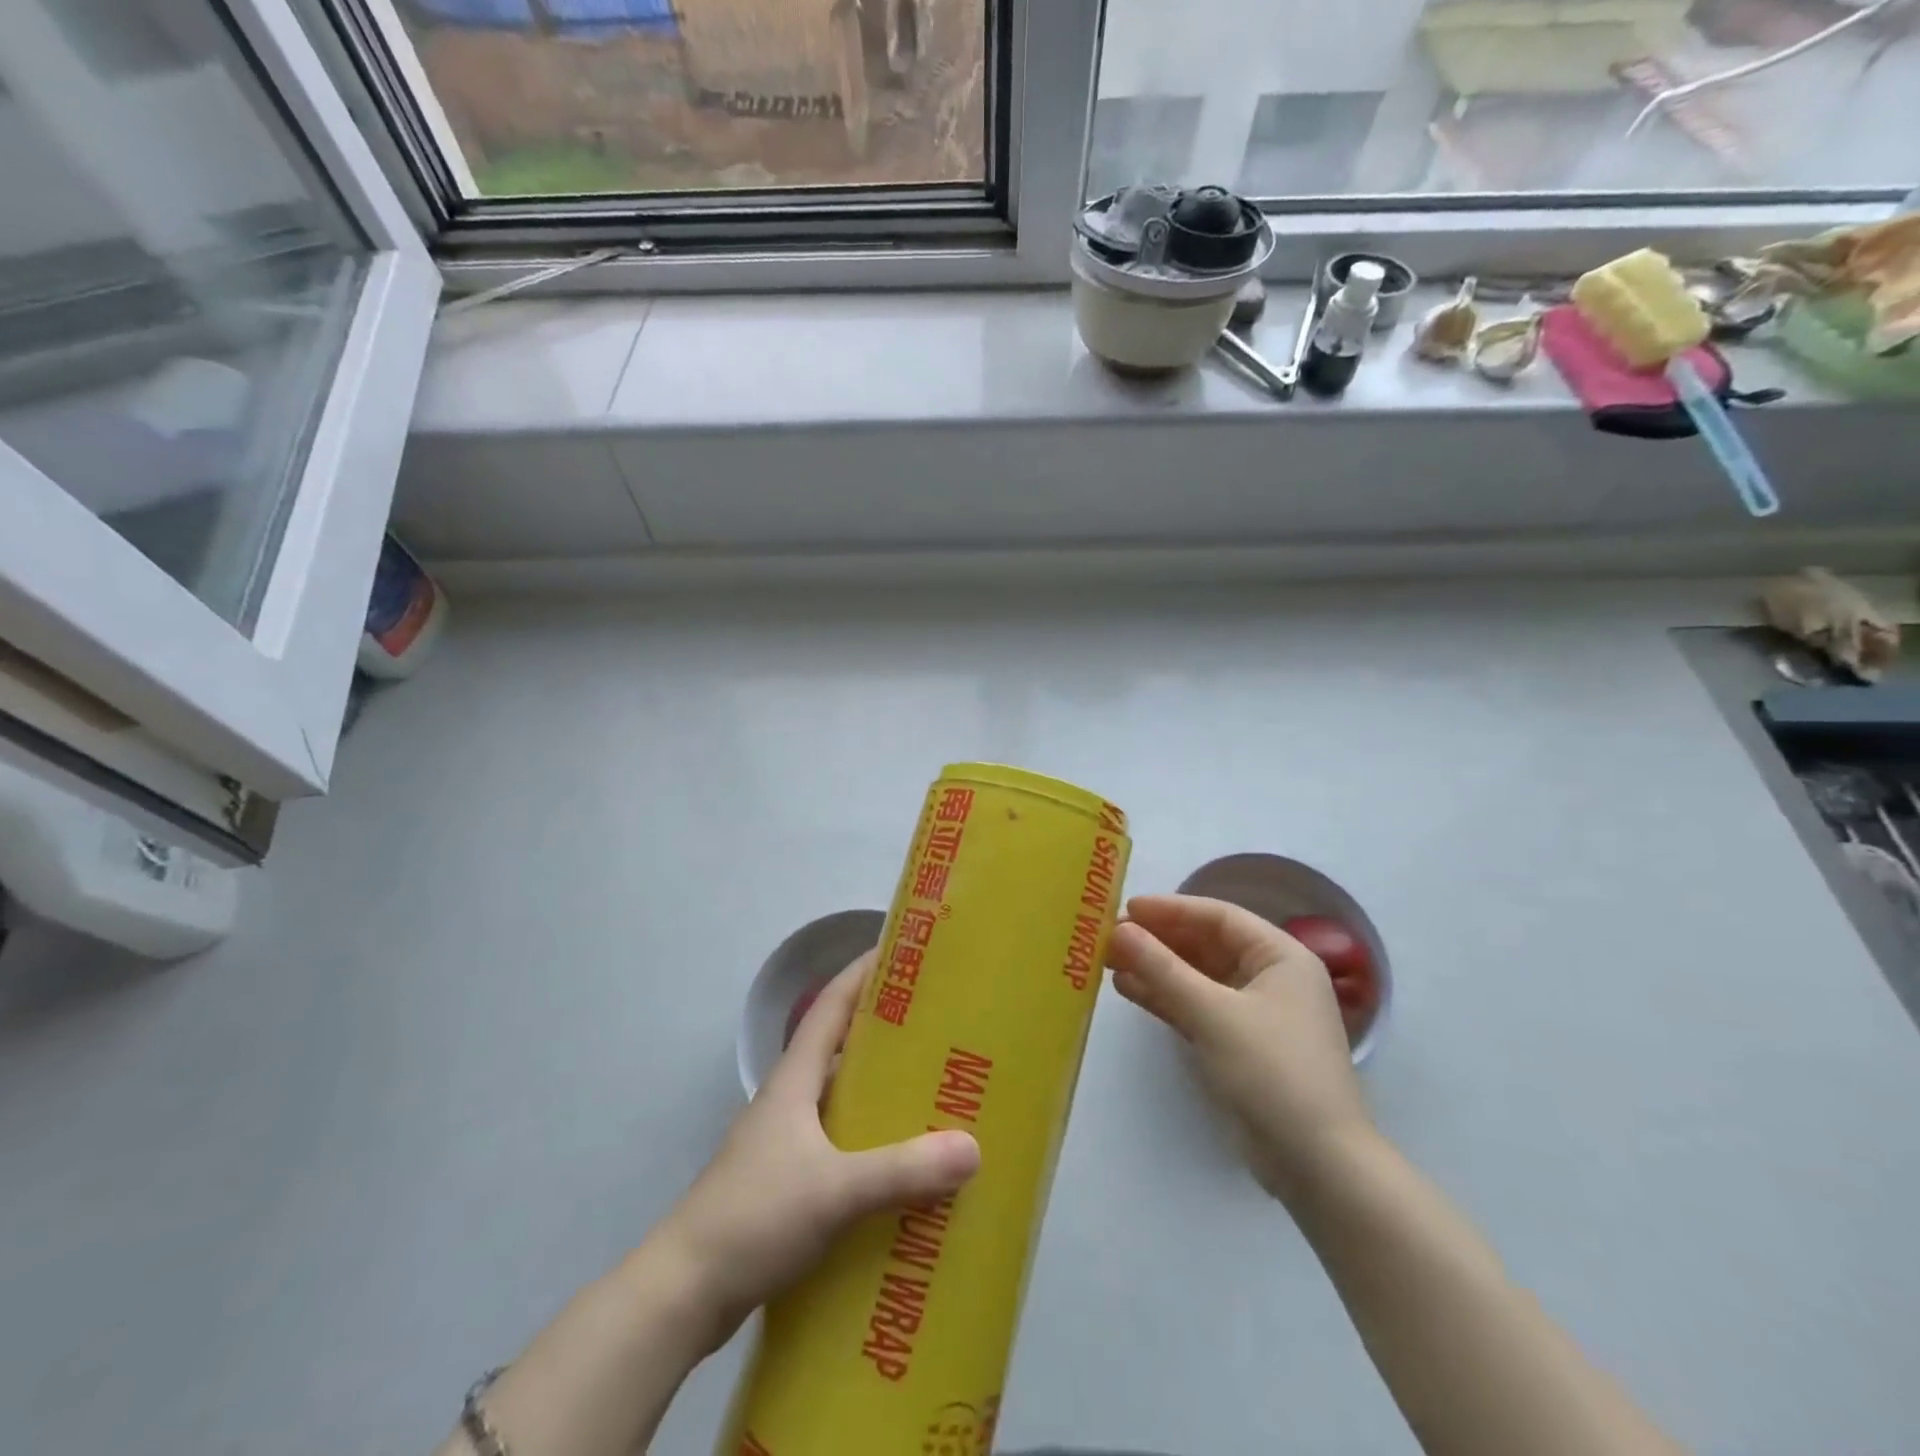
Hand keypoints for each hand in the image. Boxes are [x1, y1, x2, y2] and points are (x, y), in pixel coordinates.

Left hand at [654, 952, 980, 1349]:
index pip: (830, 1007)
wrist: (683, 1294)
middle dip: (886, 1035)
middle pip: (841, 1050)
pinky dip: (870, 1145)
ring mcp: (785, 1144)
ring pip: (841, 1102)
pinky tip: (902, 1169)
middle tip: (940, 1031)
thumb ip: (901, 1171)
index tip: (901, 954)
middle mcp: (789, 1101)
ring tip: (933, 1096)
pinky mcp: (786, 1184)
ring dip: (880, 1094)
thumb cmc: (754, 1218)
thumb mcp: (834, 1191)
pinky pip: (839, 1148)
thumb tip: (972, 1147)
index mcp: (794, 1081)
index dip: (861, 974)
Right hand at [1107, 894, 1373, 1204]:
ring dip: (1156, 968)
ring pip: (1197, 977)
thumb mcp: (1212, 1014)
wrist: (1318, 1165)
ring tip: (1108, 961)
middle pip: (1206, 945)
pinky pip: (1196, 1006)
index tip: (1125, 908)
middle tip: (1109, 936)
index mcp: (1280, 956)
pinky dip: (1165, 997)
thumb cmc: (1273, 1072)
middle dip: (1158, 940)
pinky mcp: (1239, 1044)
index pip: (1219, 917)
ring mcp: (1255, 1013)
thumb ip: (1162, 969)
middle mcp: (1271, 977)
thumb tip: (1119, 931)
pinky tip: (1128, 989)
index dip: (1171, 909)